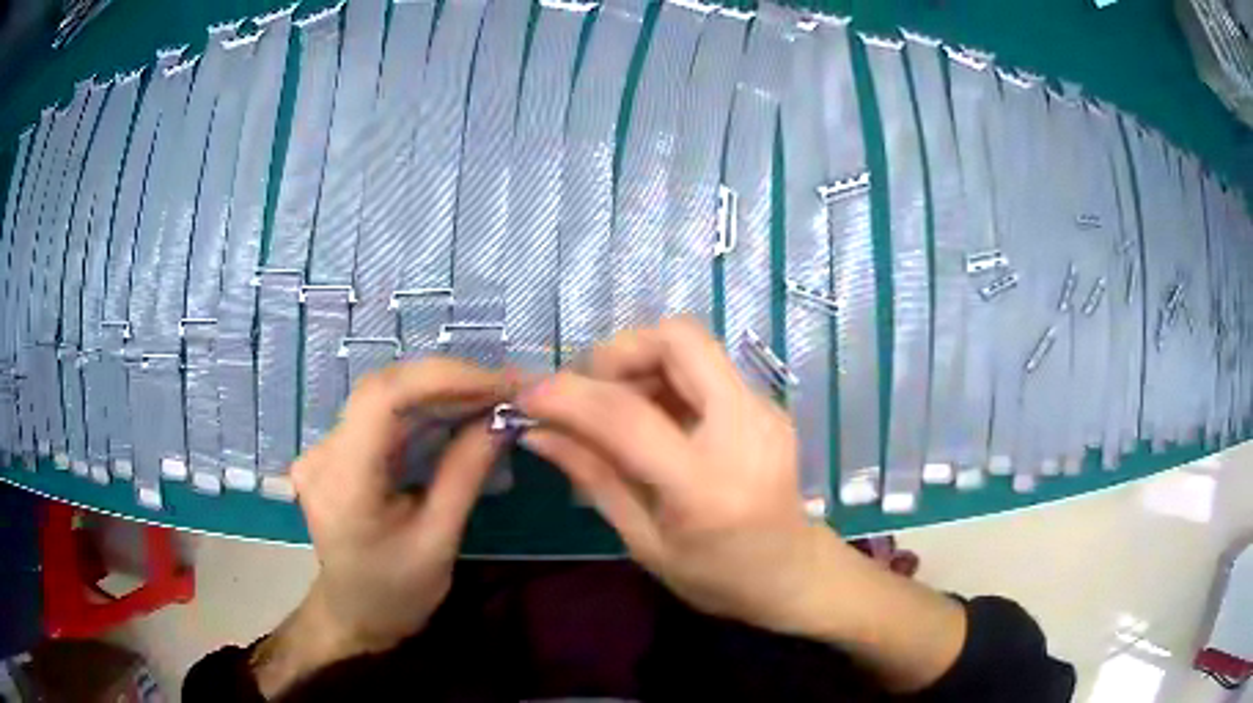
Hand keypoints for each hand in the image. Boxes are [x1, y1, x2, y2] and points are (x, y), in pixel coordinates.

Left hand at [253, 359, 517, 696]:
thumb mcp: (439, 541)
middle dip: (448, 380)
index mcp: (344, 482)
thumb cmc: (396, 593)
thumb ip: (465, 474)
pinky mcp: (334, 451)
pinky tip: (457, 414)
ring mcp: (324, 449)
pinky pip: (381, 416)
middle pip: (383, 389)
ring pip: (383, 397)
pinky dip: (423, 409)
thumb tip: (502, 418)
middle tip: (504, 389)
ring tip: (490, 398)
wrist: (354, 615)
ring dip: (438, 391)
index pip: (383, 399)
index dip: (443, 378)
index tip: (499, 384)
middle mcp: (323, 453)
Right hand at [517, 318, 834, 634]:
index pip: (626, 416)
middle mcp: (745, 430)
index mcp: (706, 486)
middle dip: (618, 351)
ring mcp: (764, 410)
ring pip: (693, 345)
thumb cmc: (717, 577)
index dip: (567, 395)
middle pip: (678, 339)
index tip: (528, 395)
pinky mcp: (768, 403)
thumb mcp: (644, 542)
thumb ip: (593, 477)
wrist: (795, 573)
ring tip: (615, 409)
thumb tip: (538, 432)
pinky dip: (667, 377)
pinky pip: (706, 367)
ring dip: (641, 362)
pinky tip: (653, 418)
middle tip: (587, 390)